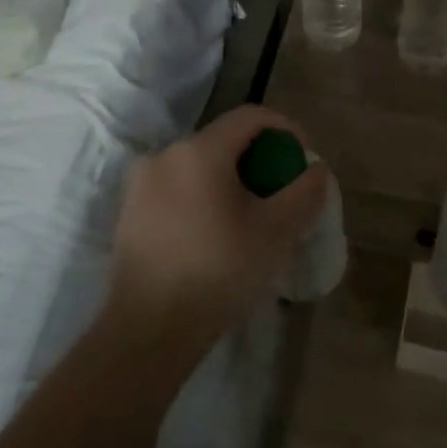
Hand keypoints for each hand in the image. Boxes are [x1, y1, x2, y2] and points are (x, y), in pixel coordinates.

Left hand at [107, 105, 330, 360]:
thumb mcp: (276, 232)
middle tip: (279, 192)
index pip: (250, 116)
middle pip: (223, 140)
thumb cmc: (218, 273)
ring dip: (230, 180)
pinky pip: (177, 188)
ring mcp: (141, 183)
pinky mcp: (129, 211)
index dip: (284, 128)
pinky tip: (214, 235)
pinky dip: (202, 197)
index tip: (302, 157)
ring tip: (249, 217)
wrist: (149, 331)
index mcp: (199, 151)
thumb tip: (316, 168)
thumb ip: (304, 192)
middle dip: (258, 159)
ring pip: (199, 166)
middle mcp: (165, 155)